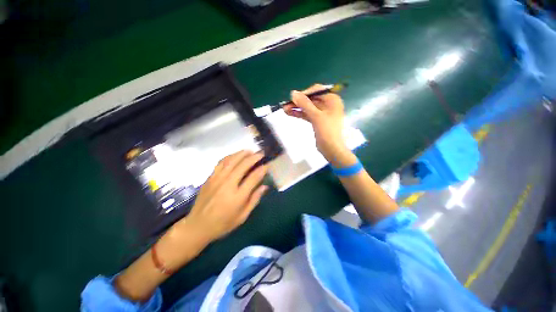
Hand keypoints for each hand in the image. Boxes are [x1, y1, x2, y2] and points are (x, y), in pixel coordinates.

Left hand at [177, 151, 267, 242]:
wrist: (197, 226)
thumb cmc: (223, 223)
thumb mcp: (242, 216)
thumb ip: (254, 200)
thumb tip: (264, 186)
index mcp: (238, 197)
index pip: (253, 178)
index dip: (262, 169)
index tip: (267, 165)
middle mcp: (228, 185)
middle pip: (243, 165)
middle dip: (254, 157)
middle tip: (261, 153)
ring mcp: (217, 179)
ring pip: (231, 161)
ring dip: (242, 154)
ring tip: (250, 151)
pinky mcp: (210, 178)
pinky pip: (221, 163)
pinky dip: (230, 156)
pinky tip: (235, 155)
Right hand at [283, 84, 356, 167]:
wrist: (332, 149)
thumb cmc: (327, 131)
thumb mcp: (316, 116)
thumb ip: (305, 104)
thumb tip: (293, 93)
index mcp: (332, 100)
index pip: (316, 90)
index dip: (304, 93)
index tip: (292, 98)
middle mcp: (328, 104)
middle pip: (311, 99)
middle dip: (298, 102)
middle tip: (285, 104)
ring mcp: (322, 113)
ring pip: (308, 108)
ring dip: (297, 108)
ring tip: (284, 109)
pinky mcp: (318, 121)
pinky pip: (308, 115)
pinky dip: (300, 114)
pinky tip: (290, 113)